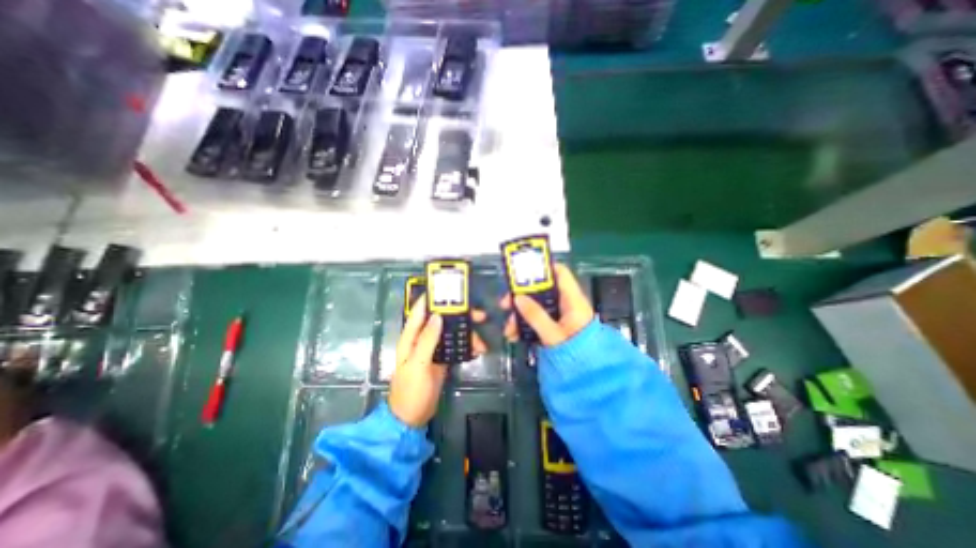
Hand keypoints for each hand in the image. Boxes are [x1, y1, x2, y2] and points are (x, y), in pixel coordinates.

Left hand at [390, 295, 488, 428]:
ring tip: (482, 342)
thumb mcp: (418, 364)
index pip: (420, 311)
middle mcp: (422, 339)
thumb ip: (427, 340)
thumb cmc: (411, 391)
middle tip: (479, 315)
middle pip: (441, 320)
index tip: (449, 289)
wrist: (412, 417)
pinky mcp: (441, 359)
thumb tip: (437, 316)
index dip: (432, 298)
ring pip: (451, 333)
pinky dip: (466, 346)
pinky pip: (455, 346)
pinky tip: (477, 349)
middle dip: (459, 316)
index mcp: (411, 337)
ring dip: (467, 334)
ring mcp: (433, 349)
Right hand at [503, 264, 594, 345]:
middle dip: (521, 297)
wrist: (587, 376)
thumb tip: (518, 298)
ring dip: (520, 315)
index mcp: (572, 300)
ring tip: (508, 330)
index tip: (522, 274)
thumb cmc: (575, 353)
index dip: (543, 268)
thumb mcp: (553, 335)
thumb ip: (536, 315)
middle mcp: (566, 304)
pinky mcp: (554, 326)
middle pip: (541, 290)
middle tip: (505, 304)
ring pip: (536, 306)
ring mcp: (559, 315)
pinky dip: (525, 325)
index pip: (560, 273)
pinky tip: (514, 335)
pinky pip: (537, 319)